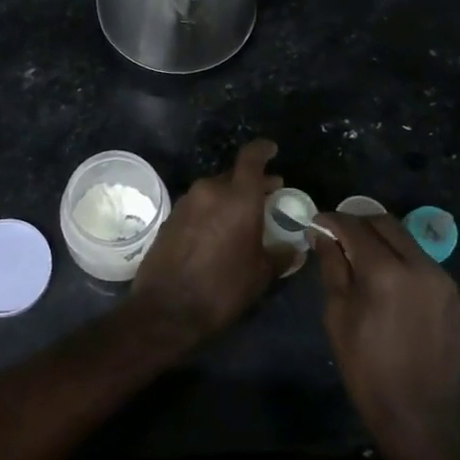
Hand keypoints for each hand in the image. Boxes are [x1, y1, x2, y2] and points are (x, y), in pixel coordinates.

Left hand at [131, 139, 281, 345]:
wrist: (166, 309)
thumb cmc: (222, 289)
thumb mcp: (261, 275)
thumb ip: (280, 255)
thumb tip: (293, 249)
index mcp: (238, 197)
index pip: (251, 157)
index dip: (263, 149)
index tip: (273, 150)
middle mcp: (210, 190)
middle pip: (234, 175)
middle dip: (251, 182)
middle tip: (267, 196)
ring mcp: (186, 202)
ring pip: (214, 189)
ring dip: (230, 197)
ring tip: (243, 217)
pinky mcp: (170, 217)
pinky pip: (199, 204)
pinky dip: (212, 210)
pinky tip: (218, 232)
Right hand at [311, 212, 459, 459]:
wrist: (420, 417)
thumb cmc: (367, 369)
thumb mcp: (337, 315)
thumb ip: (332, 266)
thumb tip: (322, 234)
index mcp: (387, 272)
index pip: (355, 227)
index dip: (332, 221)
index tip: (317, 224)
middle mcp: (420, 265)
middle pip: (385, 223)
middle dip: (358, 223)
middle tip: (337, 237)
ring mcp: (444, 280)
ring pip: (406, 240)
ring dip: (381, 240)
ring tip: (361, 258)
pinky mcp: (456, 296)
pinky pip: (423, 263)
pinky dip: (401, 261)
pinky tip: (389, 283)